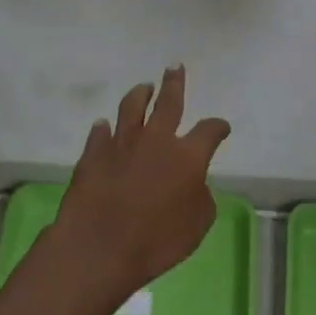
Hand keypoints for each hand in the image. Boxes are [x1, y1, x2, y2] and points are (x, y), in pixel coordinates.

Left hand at [50, 66, 230, 310]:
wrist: (99, 246)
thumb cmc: (155, 242)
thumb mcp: (196, 228)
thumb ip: (201, 199)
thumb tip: (196, 185)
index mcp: (187, 156)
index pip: (209, 131)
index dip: (217, 127)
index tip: (222, 127)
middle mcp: (156, 139)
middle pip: (168, 102)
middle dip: (174, 83)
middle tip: (174, 68)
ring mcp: (122, 142)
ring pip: (132, 106)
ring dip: (140, 94)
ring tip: (144, 88)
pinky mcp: (94, 153)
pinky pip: (100, 133)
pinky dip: (104, 128)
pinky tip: (104, 126)